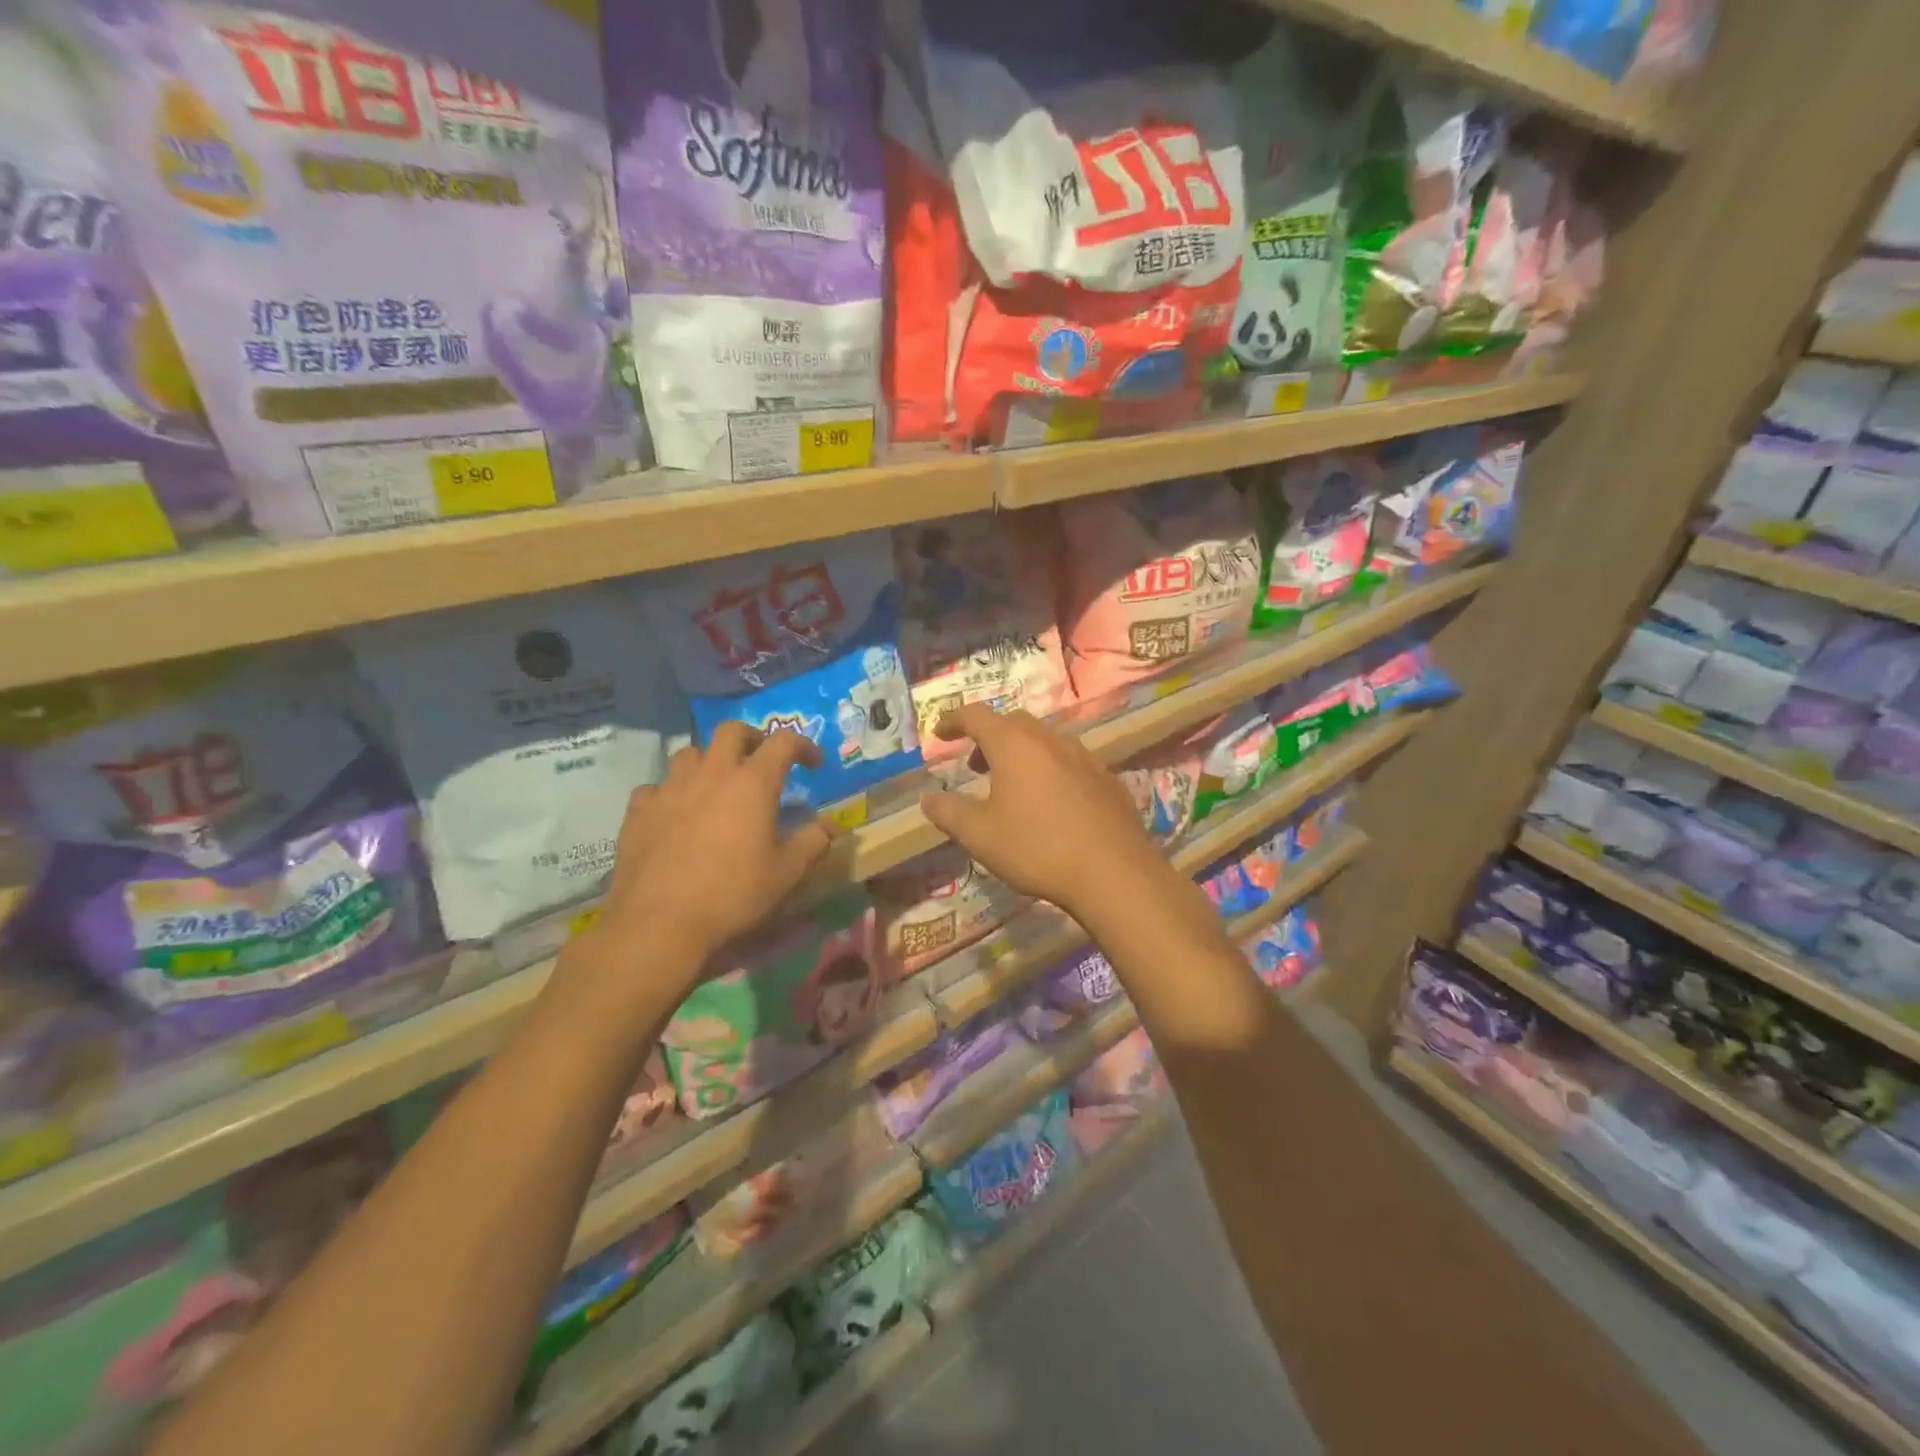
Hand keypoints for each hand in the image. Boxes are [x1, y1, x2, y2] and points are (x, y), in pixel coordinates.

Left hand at [573, 725, 835, 994]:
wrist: (659, 923)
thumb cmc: (732, 895)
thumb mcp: (786, 874)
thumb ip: (813, 842)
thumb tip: (829, 825)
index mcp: (753, 783)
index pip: (784, 742)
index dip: (803, 745)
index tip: (813, 764)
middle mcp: (711, 773)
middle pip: (731, 731)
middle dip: (752, 738)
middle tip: (761, 760)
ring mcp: (670, 788)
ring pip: (690, 753)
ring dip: (708, 761)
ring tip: (716, 785)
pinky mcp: (638, 810)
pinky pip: (656, 787)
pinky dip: (671, 792)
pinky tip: (675, 814)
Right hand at [919, 706, 1169, 921]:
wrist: (1114, 872)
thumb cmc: (1037, 848)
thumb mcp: (980, 836)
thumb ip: (949, 813)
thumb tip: (928, 799)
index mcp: (1014, 745)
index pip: (976, 715)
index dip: (953, 720)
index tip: (940, 734)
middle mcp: (1049, 740)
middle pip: (1013, 723)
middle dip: (989, 738)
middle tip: (976, 766)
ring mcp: (1084, 757)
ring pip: (1045, 741)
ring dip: (1022, 754)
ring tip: (1013, 787)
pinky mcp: (1107, 778)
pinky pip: (1070, 763)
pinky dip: (1051, 771)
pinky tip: (1052, 805)